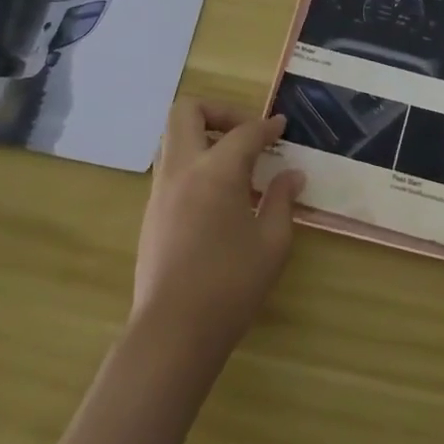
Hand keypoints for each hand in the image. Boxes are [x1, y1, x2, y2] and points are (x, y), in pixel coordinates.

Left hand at [132, 100, 304, 358]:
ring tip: (233, 163)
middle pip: (187, 112)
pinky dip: (193, 163)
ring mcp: (160, 191)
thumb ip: (281, 200)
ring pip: (173, 138)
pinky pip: (170, 167)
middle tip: (245, 133)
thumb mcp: (272, 242)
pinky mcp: (151, 213)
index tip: (282, 128)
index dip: (267, 126)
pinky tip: (217, 194)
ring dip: (202, 136)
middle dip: (218, 111)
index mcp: (216, 171)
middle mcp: (182, 170)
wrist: (173, 332)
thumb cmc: (231, 285)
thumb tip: (292, 175)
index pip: (244, 131)